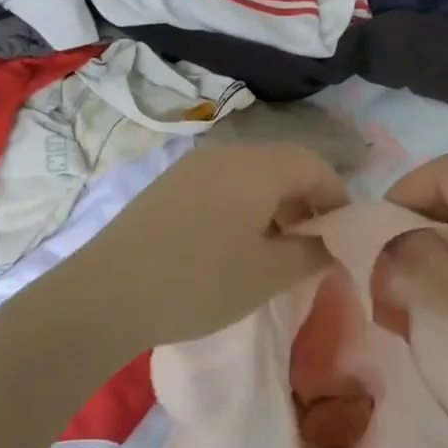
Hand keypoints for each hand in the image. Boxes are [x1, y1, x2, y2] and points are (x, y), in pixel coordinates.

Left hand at [53, 143, 347, 358]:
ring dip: (274, 205)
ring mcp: (193, 166)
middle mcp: (228, 153)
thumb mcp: (269, 274)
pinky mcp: (169, 184)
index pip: (316, 167)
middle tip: (311, 247)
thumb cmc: (200, 281)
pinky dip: (243, 206)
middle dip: (307, 203)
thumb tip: (335, 242)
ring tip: (273, 250)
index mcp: (259, 166)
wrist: (105, 294)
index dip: (338, 199)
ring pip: (252, 175)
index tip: (343, 237)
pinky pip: (222, 185)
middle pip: (284, 166)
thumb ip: (314, 253)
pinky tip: (232, 246)